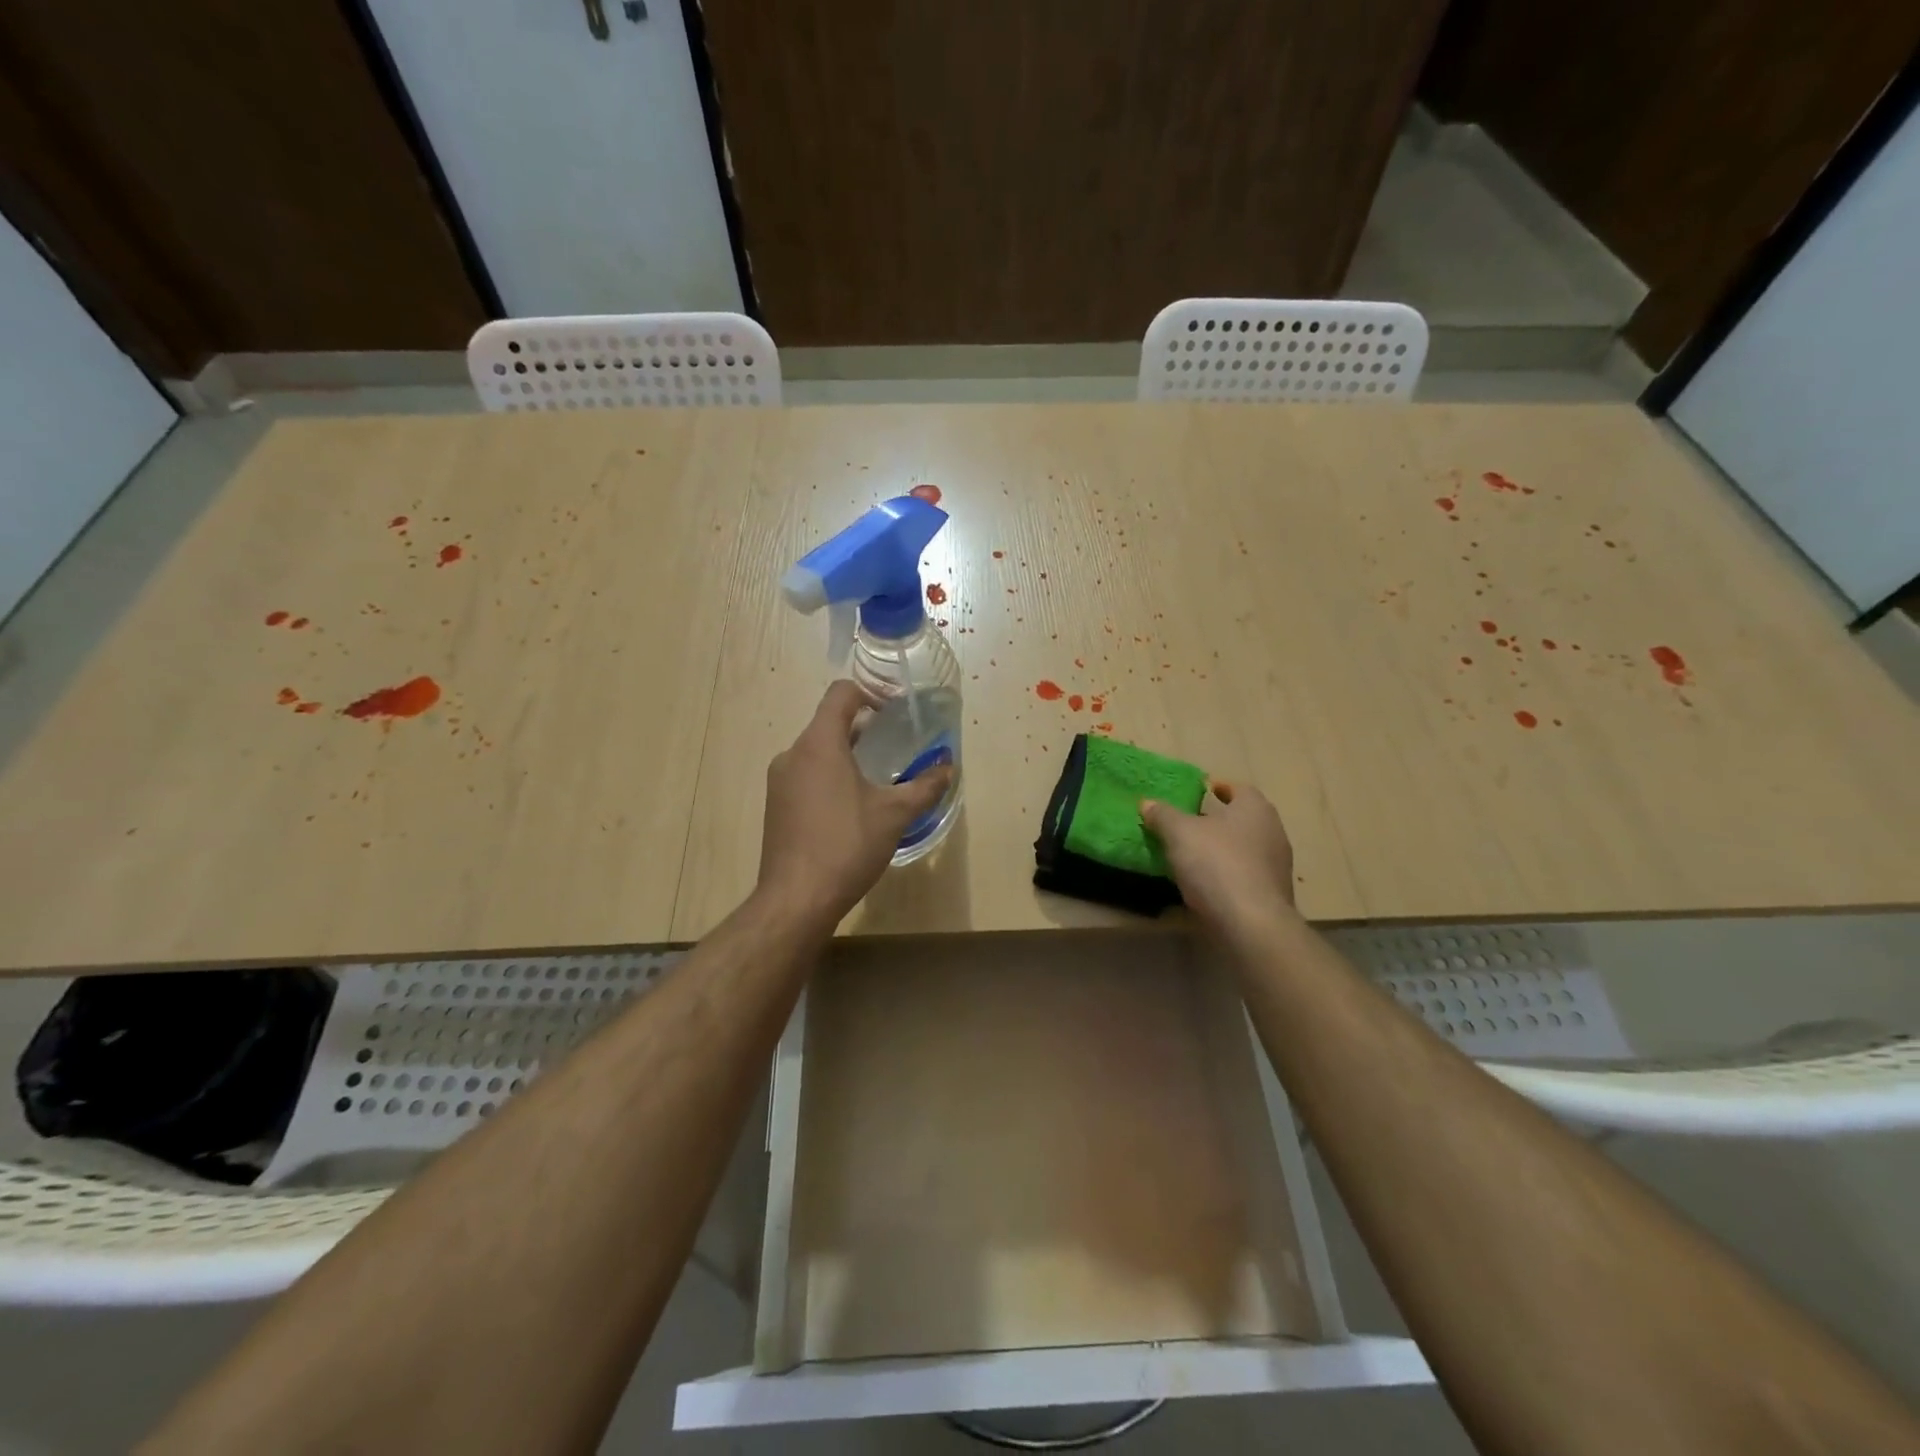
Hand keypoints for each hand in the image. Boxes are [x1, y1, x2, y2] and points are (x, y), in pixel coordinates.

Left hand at [758, 681, 954, 926]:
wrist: (796, 899)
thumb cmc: (846, 845)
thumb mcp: (895, 814)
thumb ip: (925, 786)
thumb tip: (948, 768)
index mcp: (819, 744)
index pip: (841, 694)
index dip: (871, 692)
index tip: (896, 710)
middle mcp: (793, 754)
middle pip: (829, 723)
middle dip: (864, 728)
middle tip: (896, 745)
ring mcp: (780, 781)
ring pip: (817, 752)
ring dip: (847, 754)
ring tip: (878, 777)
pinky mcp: (776, 806)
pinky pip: (806, 775)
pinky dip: (830, 776)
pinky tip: (852, 807)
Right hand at [1141, 783, 1296, 935]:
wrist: (1251, 923)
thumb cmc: (1217, 864)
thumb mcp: (1179, 833)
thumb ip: (1163, 815)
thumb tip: (1147, 803)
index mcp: (1254, 808)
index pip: (1239, 788)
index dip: (1219, 788)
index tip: (1201, 791)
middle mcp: (1272, 831)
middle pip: (1243, 819)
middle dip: (1219, 819)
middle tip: (1190, 823)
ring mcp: (1276, 865)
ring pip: (1245, 847)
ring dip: (1223, 849)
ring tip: (1193, 855)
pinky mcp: (1272, 894)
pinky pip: (1246, 875)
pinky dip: (1228, 874)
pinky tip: (1207, 884)